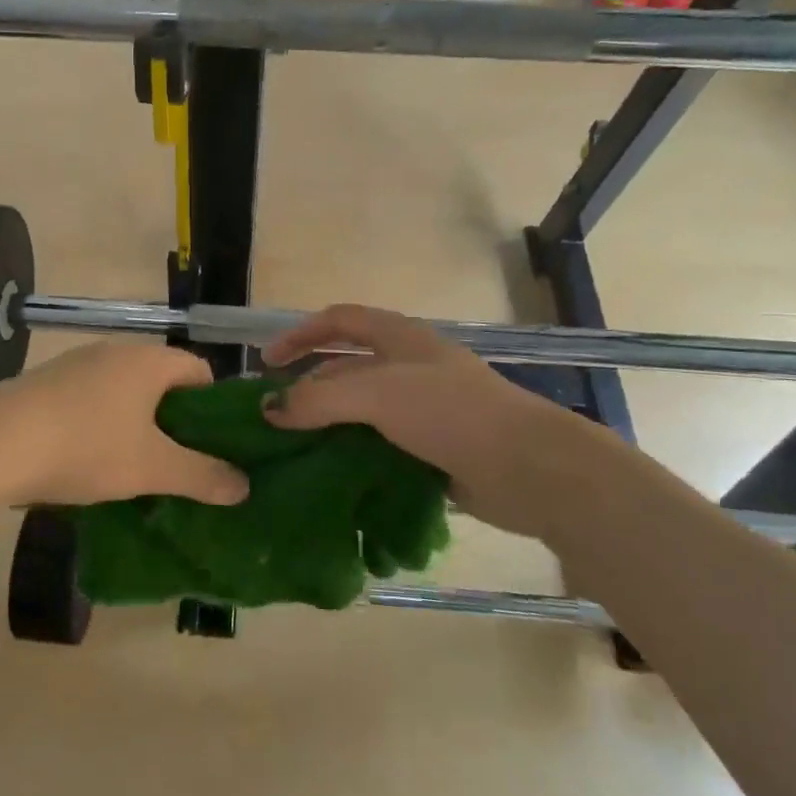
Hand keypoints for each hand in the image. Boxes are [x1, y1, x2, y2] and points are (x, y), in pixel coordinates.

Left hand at [0, 342, 248, 508]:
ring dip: (136, 423)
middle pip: (161, 380)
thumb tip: (243, 486)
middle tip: (179, 461)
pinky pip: (90, 398)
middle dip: (174, 419)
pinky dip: (101, 423)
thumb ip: (201, 476)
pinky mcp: (46, 382)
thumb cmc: (86, 445)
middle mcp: (115, 350)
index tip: (214, 443)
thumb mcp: (151, 468)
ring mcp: (76, 363)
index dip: (213, 405)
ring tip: (135, 466)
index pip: (199, 370)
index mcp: (148, 360)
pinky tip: (89, 458)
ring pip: (123, 390)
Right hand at [260, 305, 598, 540]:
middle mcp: (409, 367)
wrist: (528, 467)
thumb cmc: (450, 412)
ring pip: (361, 410)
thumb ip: (318, 398)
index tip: (267, 362)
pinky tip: (330, 475)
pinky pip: (380, 445)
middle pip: (346, 367)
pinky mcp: (432, 448)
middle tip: (275, 417)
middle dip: (309, 386)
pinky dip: (353, 454)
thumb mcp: (377, 394)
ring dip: (328, 426)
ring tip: (294, 450)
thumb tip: (269, 409)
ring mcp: (423, 409)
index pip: (339, 320)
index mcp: (399, 337)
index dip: (300, 334)